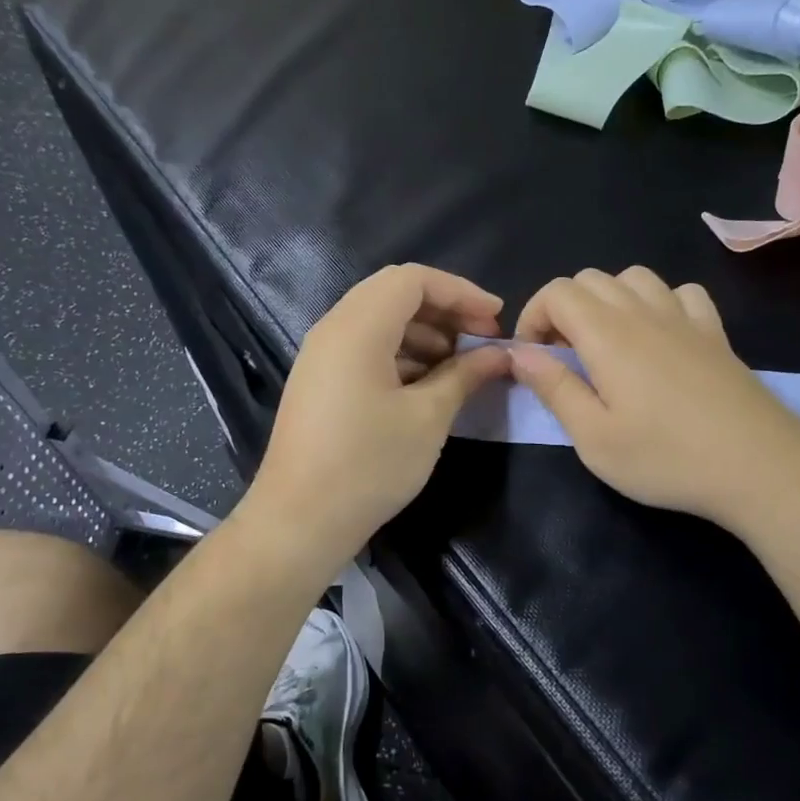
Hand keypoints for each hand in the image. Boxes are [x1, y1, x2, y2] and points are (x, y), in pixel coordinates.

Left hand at [247, 264, 510, 562]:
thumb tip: (499, 354)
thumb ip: (465, 375)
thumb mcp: (427, 418)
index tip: (496, 320)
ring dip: (425, 334)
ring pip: (380, 322)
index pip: (413, 279)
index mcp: (358, 327)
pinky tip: (428, 385)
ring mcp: (321, 356)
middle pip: (395, 294)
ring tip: (461, 367)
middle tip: (482, 341)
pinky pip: (365, 348)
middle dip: (445, 311)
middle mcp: (333, 329)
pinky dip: (401, 354)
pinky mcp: (320, 382)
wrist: (300, 521)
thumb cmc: (369, 465)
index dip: (461, 292)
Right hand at [510, 266, 799, 533]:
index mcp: (607, 334)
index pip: (557, 292)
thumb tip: (519, 353)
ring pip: (635, 277)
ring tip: (606, 345)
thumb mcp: (594, 437)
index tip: (532, 359)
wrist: (758, 465)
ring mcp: (685, 318)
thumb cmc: (666, 458)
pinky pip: (681, 293)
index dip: (533, 317)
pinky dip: (659, 303)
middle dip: (563, 309)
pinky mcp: (716, 333)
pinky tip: (660, 337)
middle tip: (564, 358)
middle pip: (591, 278)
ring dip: (608, 301)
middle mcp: (644, 312)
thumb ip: (554, 388)